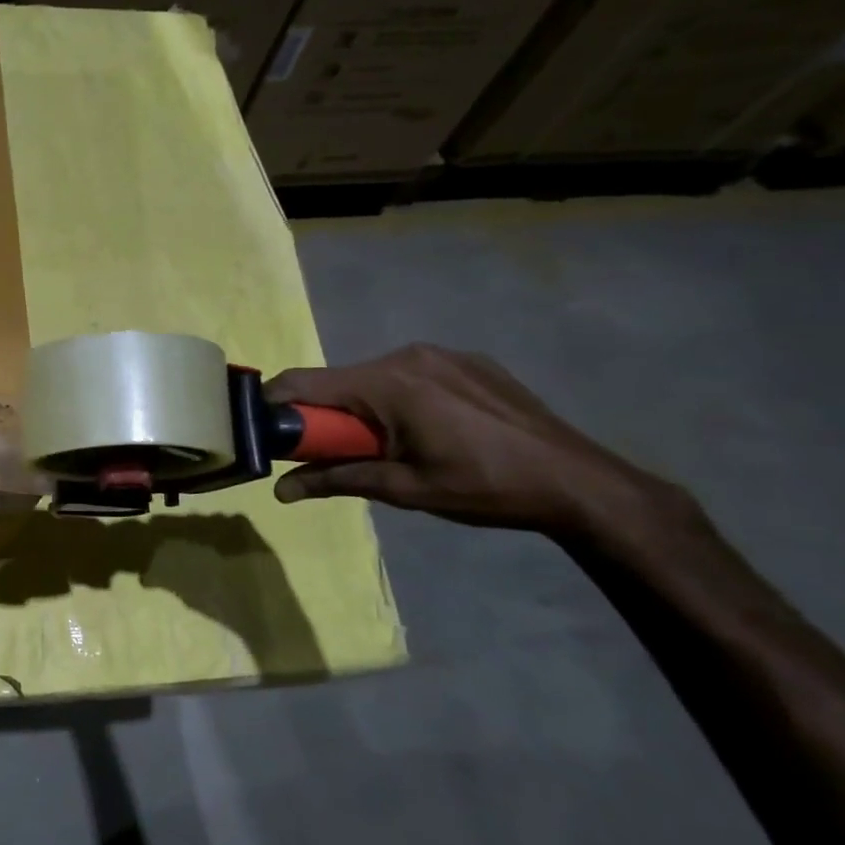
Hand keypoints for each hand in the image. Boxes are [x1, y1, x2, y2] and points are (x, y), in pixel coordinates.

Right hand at [264, 344, 684, 536]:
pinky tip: (428, 430)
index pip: (304, 382)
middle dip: (323, 415)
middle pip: (338, 380)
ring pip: (373, 377)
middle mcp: (408, 356)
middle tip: (332, 453)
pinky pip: (409, 375)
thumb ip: (337, 480)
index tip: (263, 432)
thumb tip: (280, 489)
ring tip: (387, 446)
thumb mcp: (404, 490)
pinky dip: (398, 399)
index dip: (273, 404)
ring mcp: (441, 354)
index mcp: (389, 384)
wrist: (581, 483)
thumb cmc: (485, 488)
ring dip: (362, 408)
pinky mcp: (467, 360)